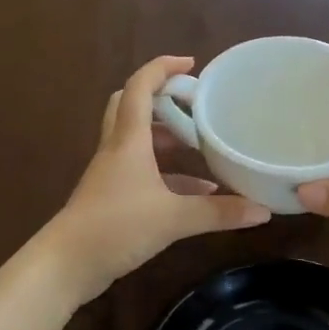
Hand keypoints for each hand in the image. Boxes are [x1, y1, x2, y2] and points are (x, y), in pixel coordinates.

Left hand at [43, 56, 271, 300]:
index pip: (139, 88)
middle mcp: (117, 149)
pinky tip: (198, 193)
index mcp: (128, 140)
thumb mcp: (173, 219)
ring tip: (202, 146)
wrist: (66, 265)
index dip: (162, 68)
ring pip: (138, 141)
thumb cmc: (116, 227)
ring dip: (167, 139)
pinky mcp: (111, 196)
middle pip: (130, 106)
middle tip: (193, 104)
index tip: (191, 64)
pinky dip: (168, 175)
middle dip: (161, 99)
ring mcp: (111, 174)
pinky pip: (142, 172)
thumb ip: (218, 213)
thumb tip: (262, 211)